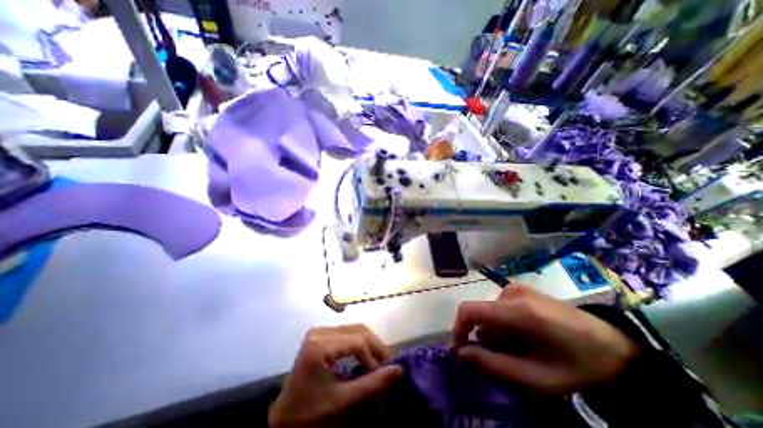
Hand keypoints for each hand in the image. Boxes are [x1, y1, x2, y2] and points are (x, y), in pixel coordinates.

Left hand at [267, 325, 400, 426]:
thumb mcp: (341, 402)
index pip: (357, 341)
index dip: (375, 356)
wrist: (283, 418)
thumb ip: (371, 385)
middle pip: (358, 330)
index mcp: (320, 345)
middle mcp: (320, 332)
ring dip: (369, 344)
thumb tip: (398, 370)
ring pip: (355, 329)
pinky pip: (347, 333)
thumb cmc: (309, 413)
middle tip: (387, 364)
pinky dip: (360, 343)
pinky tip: (365, 356)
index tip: (385, 373)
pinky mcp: (321, 335)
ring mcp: (319, 331)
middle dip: (375, 347)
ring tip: (379, 361)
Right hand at [451, 286, 638, 394]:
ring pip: (490, 311)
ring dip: (496, 331)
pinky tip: (523, 335)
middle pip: (481, 313)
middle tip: (505, 358)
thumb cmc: (576, 366)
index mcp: (516, 310)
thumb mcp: (536, 378)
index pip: (469, 310)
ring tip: (519, 349)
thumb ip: (494, 365)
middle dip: (485, 337)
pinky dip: (503, 322)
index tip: (463, 350)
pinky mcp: (523, 289)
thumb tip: (462, 353)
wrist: (614, 347)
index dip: (459, 328)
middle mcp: (512, 292)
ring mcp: (518, 288)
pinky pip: (500, 305)